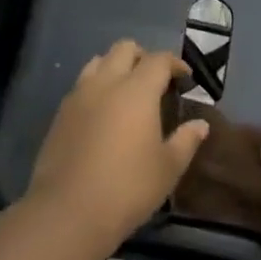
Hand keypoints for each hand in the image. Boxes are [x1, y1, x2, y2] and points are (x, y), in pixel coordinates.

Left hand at [27, 41, 206, 255]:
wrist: (68, 210)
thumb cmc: (128, 188)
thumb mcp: (168, 168)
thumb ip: (186, 141)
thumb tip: (200, 124)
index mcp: (136, 90)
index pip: (158, 60)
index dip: (174, 63)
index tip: (185, 76)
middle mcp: (105, 83)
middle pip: (124, 49)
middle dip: (143, 57)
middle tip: (156, 80)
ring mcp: (78, 95)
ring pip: (98, 62)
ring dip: (116, 67)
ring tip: (127, 92)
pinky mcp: (60, 113)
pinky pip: (81, 85)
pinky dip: (97, 87)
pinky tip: (103, 113)